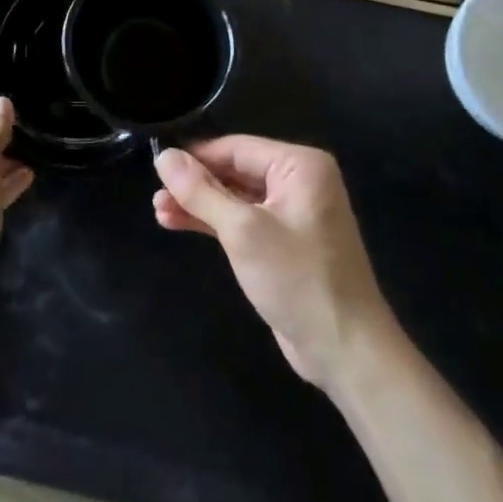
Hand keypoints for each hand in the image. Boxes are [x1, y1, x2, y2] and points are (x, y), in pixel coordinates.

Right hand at [154, 137, 397, 390]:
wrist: (347, 352)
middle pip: (234, 171)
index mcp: (299, 165)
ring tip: (159, 211)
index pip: (236, 148)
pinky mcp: (283, 243)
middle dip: (194, 184)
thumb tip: (164, 156)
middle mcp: (298, 181)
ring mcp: (292, 213)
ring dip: (199, 205)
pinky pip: (242, 220)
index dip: (195, 157)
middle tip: (155, 195)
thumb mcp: (242, 231)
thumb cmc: (298, 280)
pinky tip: (179, 223)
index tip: (157, 165)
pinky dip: (214, 223)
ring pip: (235, 197)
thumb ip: (200, 191)